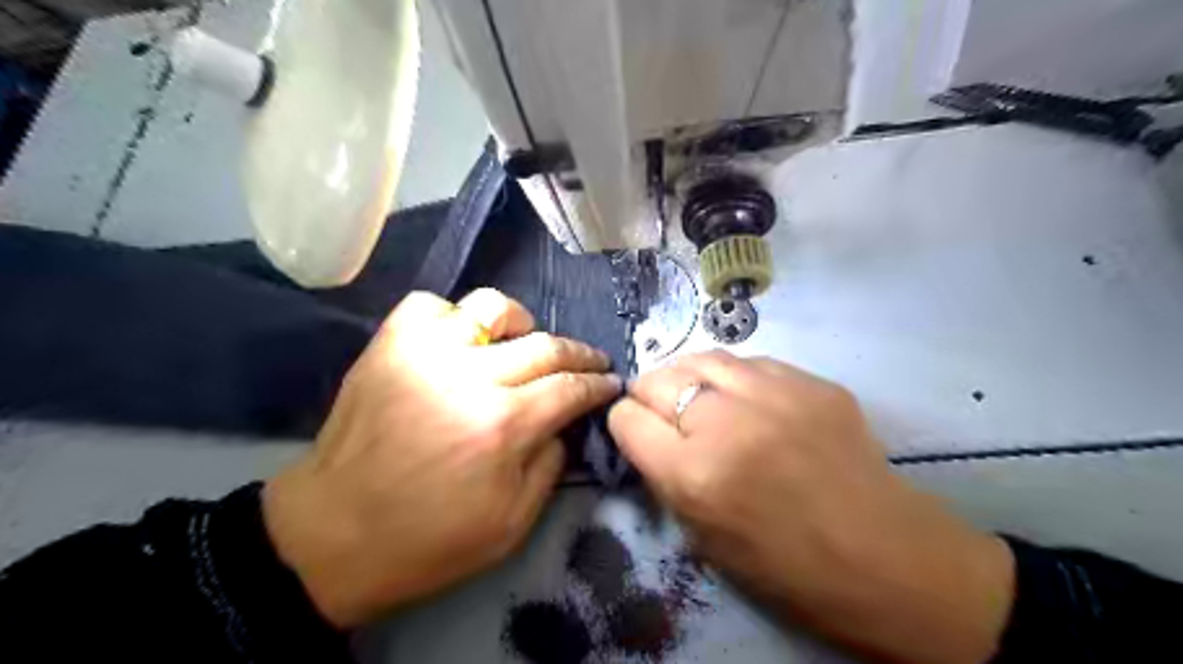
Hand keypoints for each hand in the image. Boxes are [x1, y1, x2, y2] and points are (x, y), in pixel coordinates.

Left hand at [261, 289, 619, 625]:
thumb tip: (562, 423)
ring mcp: (425, 353)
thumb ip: (550, 466)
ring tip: (522, 343)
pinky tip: (460, 341)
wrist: (332, 535)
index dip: (598, 385)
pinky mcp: (390, 345)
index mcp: (504, 425)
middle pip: (545, 345)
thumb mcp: (512, 525)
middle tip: (591, 363)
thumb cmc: (427, 540)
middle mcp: (471, 376)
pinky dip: (455, 316)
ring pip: (492, 308)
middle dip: (580, 354)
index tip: (612, 383)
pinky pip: (432, 305)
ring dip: (521, 323)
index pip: (570, 388)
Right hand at [604, 350, 1010, 660]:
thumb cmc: (786, 566)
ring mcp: (773, 392)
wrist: (885, 557)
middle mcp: (725, 421)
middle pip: (656, 378)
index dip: (626, 425)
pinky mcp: (811, 381)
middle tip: (667, 416)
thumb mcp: (702, 537)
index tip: (637, 433)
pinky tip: (749, 401)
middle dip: (650, 397)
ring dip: (689, 378)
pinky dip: (736, 379)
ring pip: (700, 357)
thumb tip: (648, 434)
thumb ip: (665, 476)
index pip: (627, 418)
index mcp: (693, 473)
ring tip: (702, 399)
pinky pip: (750, 363)